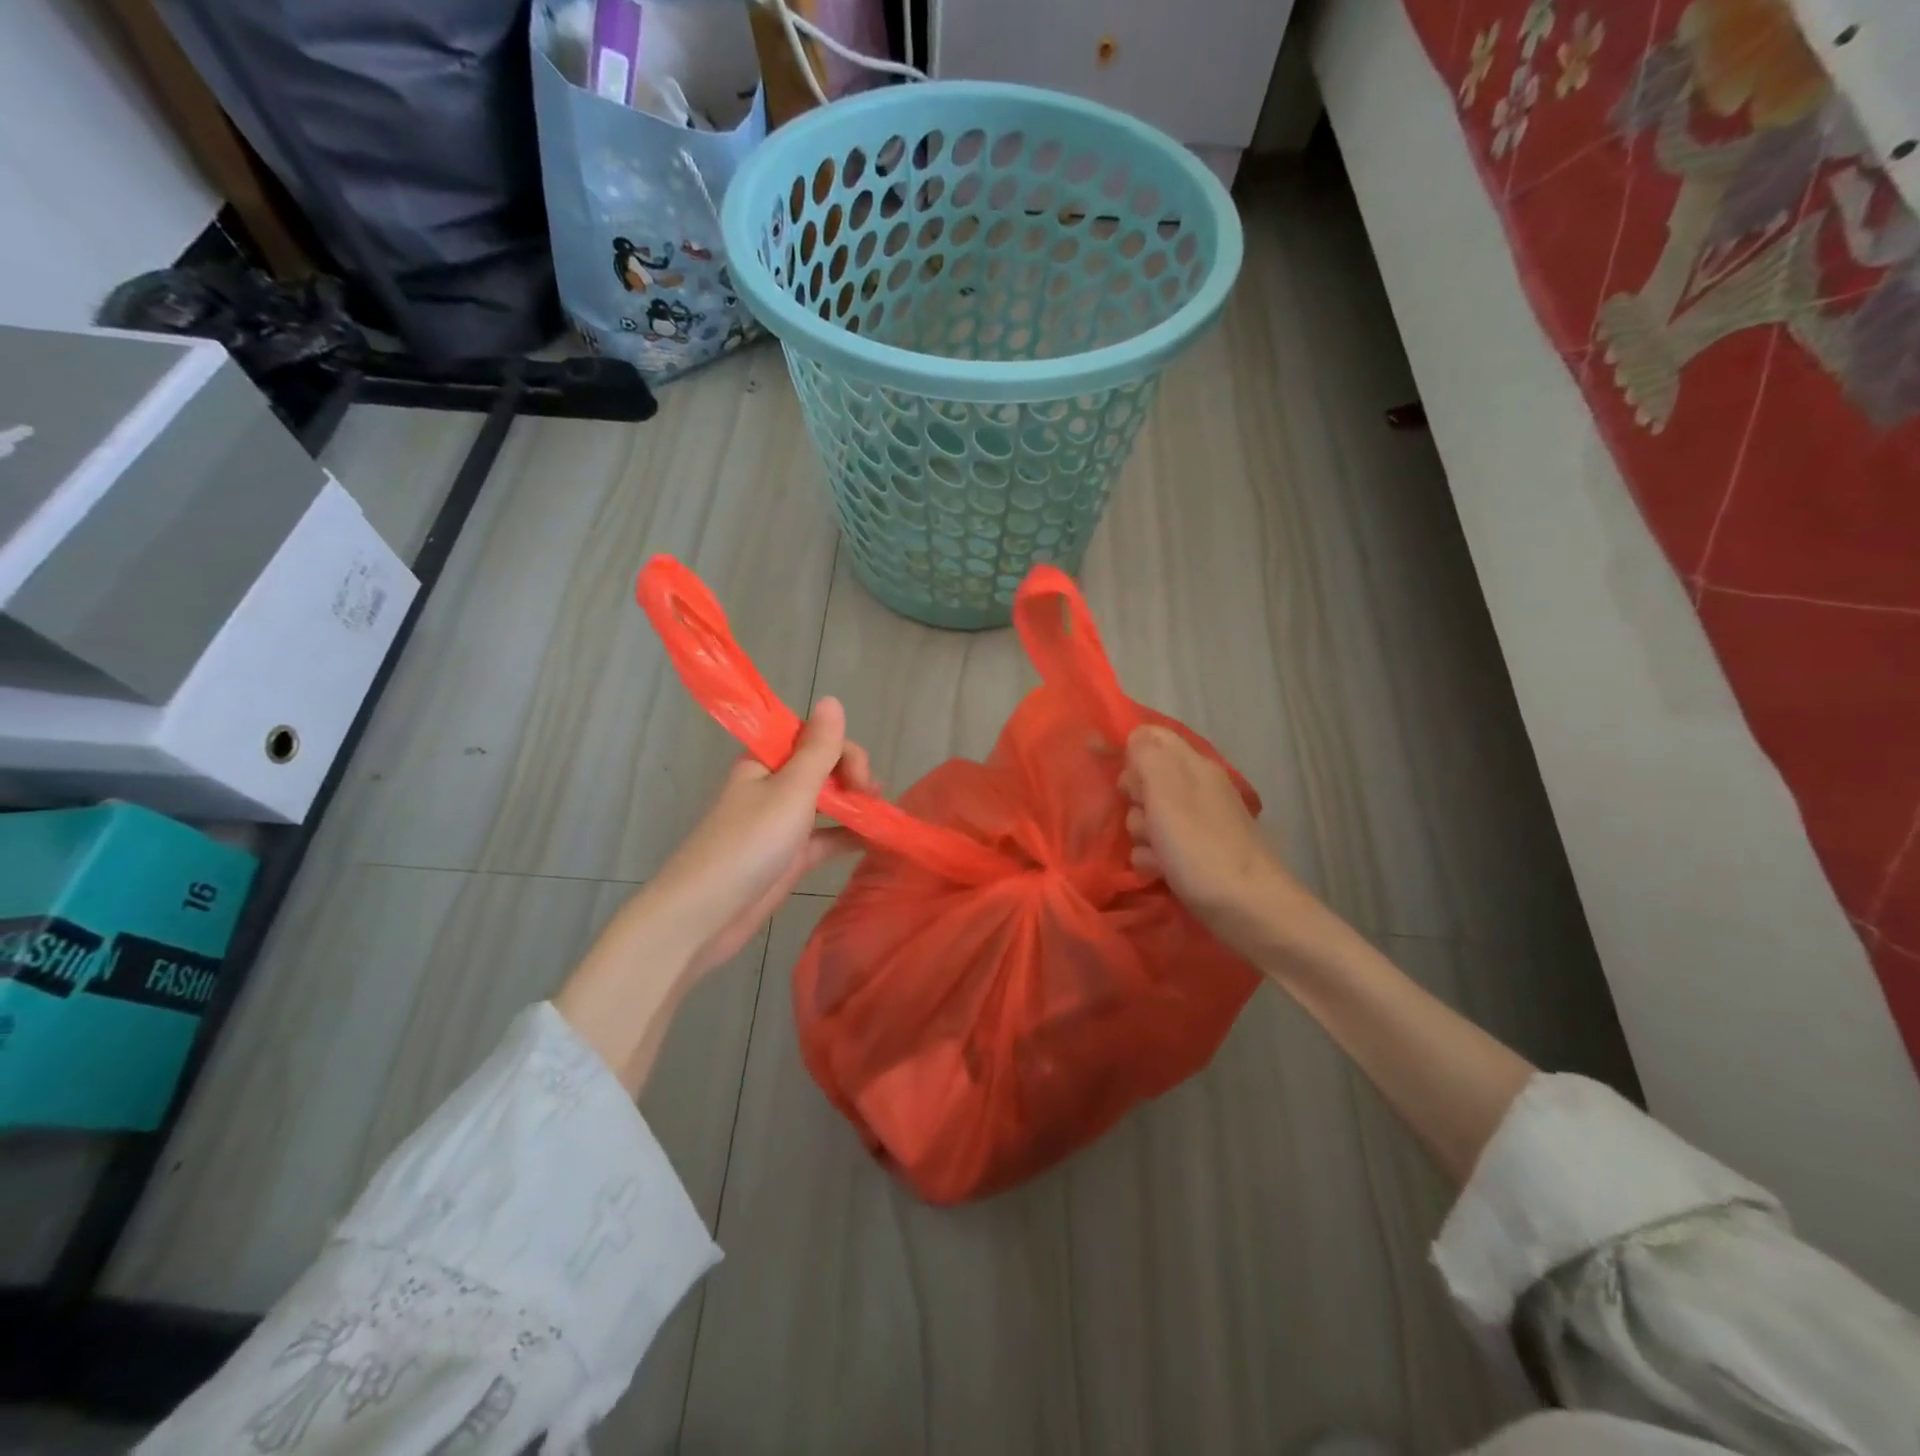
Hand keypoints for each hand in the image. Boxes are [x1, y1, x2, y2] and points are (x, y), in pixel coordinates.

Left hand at [556, 698, 871, 1093]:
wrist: (704, 914)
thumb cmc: (748, 844)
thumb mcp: (790, 791)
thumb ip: (818, 749)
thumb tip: (832, 699)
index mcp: (766, 761)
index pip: (814, 738)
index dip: (842, 750)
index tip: (861, 778)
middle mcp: (775, 786)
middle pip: (824, 768)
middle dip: (853, 776)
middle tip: (873, 799)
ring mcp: (783, 823)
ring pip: (828, 803)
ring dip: (855, 805)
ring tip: (882, 817)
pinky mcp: (790, 857)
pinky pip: (827, 837)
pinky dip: (850, 836)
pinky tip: (877, 841)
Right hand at [1118, 725, 1322, 956]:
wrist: (1251, 911)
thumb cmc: (1202, 849)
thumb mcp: (1167, 793)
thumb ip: (1148, 756)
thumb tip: (1136, 735)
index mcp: (1193, 766)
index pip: (1150, 737)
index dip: (1126, 749)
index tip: (1108, 772)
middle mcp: (1197, 787)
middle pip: (1145, 778)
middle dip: (1134, 798)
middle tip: (1143, 816)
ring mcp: (1199, 822)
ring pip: (1148, 815)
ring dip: (1141, 834)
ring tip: (1156, 853)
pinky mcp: (1197, 853)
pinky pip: (1160, 845)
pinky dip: (1154, 858)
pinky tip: (1161, 872)